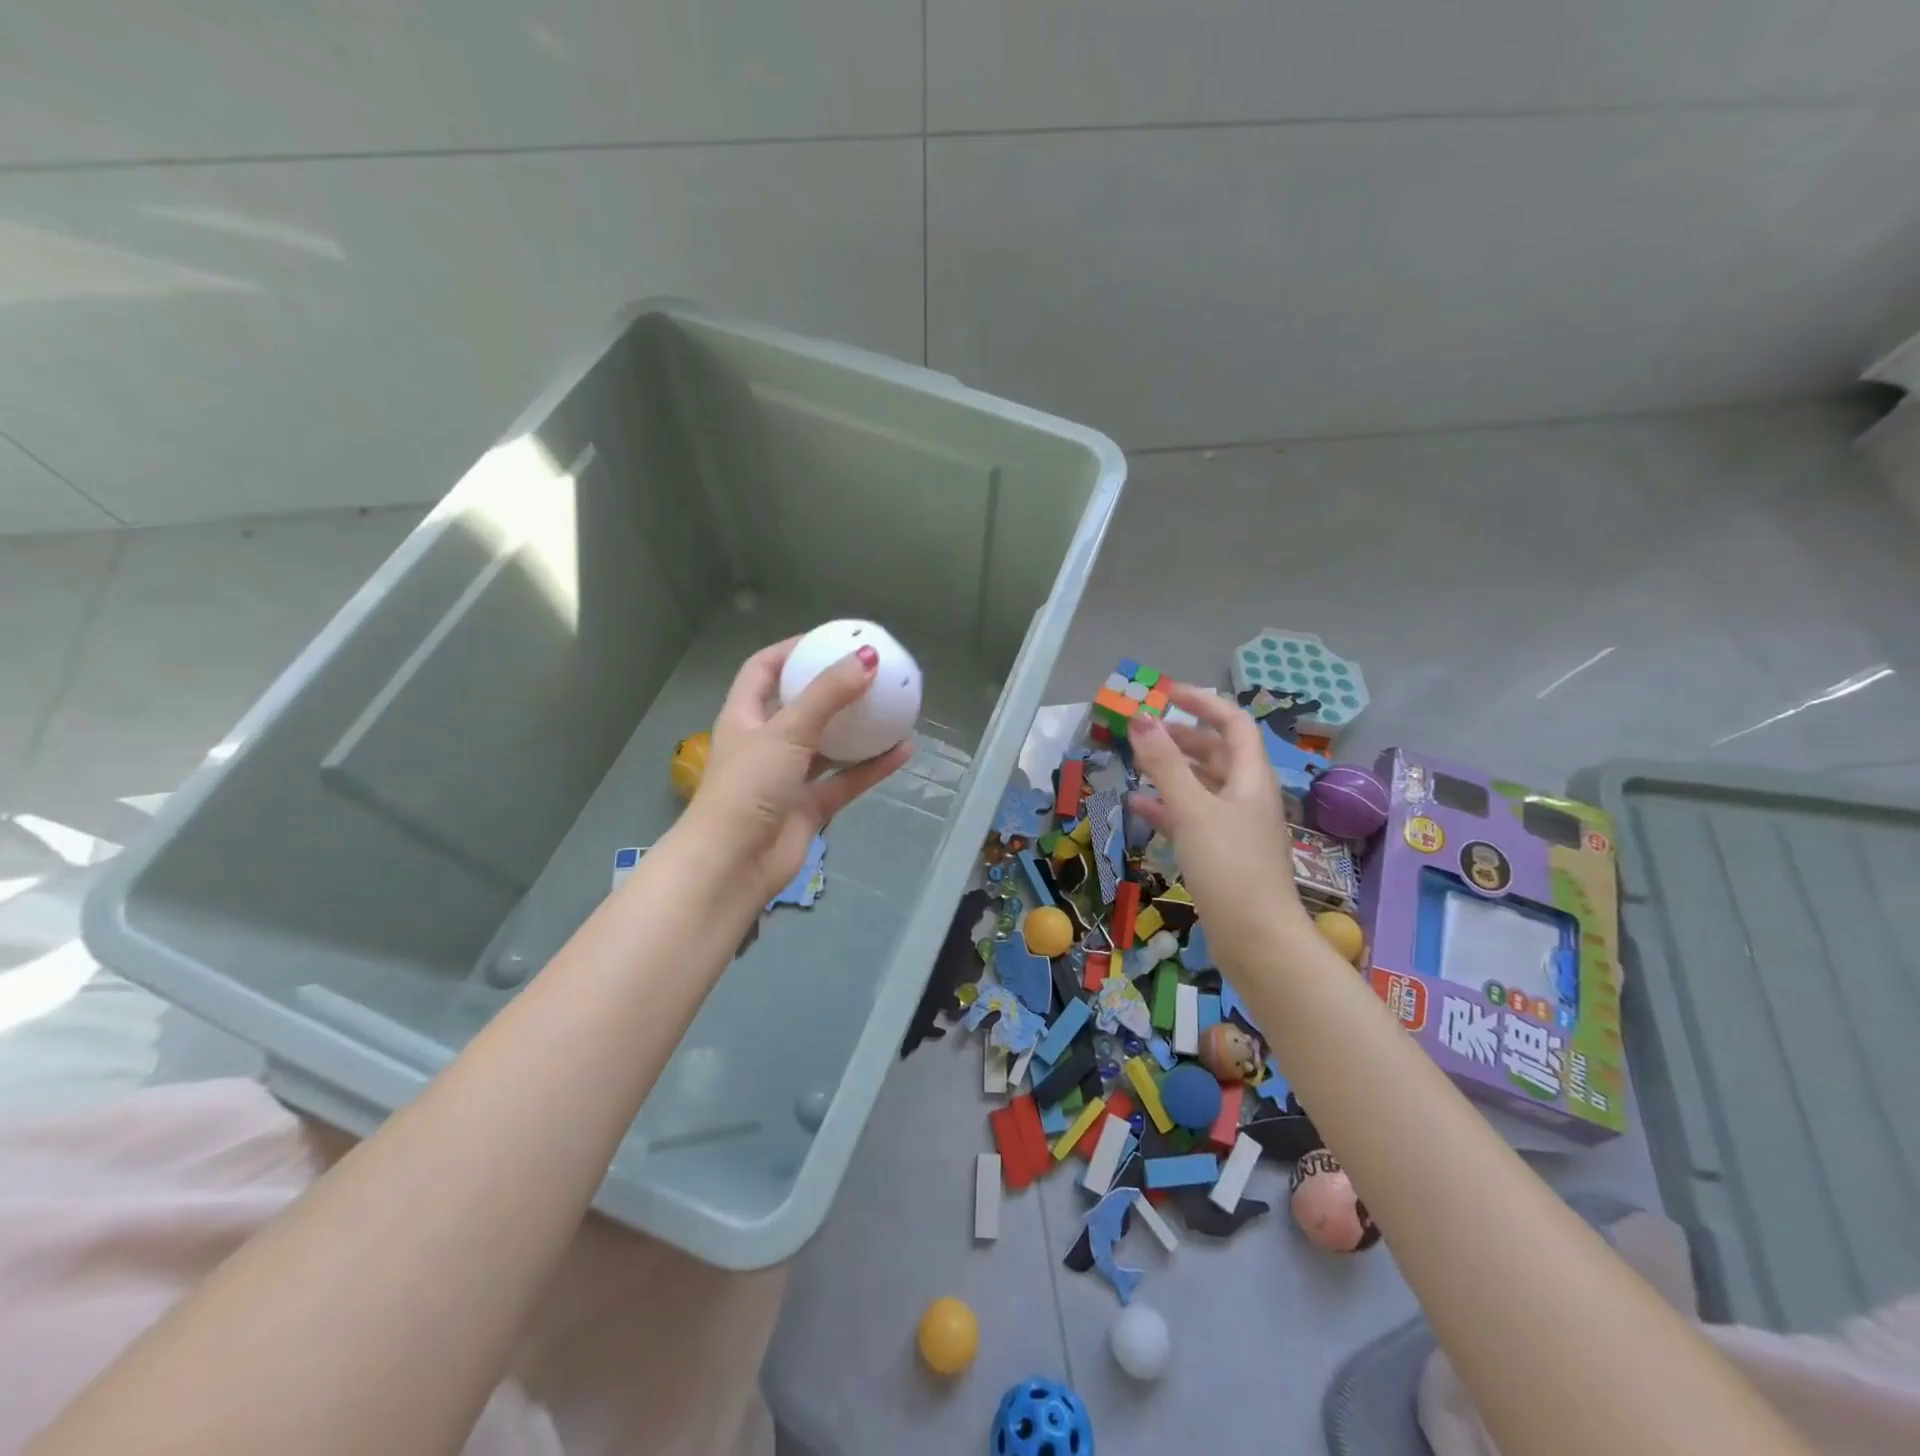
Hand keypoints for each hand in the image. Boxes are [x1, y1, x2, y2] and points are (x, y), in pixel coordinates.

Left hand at [676, 636, 913, 906]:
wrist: (734, 864)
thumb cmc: (748, 787)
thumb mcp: (786, 731)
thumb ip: (828, 695)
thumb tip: (867, 657)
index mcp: (745, 717)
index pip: (762, 670)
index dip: (790, 650)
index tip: (827, 638)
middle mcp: (765, 744)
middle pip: (800, 706)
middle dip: (832, 689)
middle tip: (869, 672)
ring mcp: (788, 778)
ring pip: (828, 746)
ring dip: (857, 730)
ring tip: (892, 708)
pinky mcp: (809, 808)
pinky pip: (846, 780)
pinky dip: (872, 768)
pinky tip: (903, 751)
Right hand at [1125, 683, 1309, 963]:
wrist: (1256, 939)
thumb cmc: (1229, 866)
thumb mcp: (1192, 809)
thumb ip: (1164, 763)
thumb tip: (1140, 717)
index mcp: (1250, 778)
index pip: (1233, 723)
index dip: (1203, 703)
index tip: (1167, 693)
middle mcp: (1247, 796)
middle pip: (1217, 752)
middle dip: (1183, 736)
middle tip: (1144, 731)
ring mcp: (1236, 826)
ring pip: (1203, 785)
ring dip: (1173, 770)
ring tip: (1137, 763)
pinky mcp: (1222, 853)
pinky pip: (1193, 817)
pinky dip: (1168, 806)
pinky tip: (1138, 806)